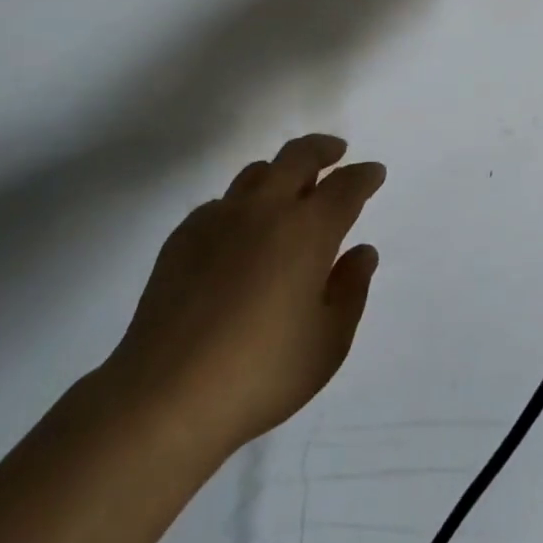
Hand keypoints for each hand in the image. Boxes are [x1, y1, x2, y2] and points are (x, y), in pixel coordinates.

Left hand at [105, 134, 384, 453]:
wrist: (167, 394)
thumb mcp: (328, 342)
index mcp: (307, 230)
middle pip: (298, 156)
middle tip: (336, 152)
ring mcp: (219, 217)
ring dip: (281, 171)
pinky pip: (222, 202)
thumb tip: (362, 251)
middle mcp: (265, 209)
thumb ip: (351, 289)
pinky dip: (243, 204)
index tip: (374, 172)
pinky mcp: (184, 234)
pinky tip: (241, 232)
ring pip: (257, 172)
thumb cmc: (262, 372)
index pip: (345, 186)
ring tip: (290, 187)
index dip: (364, 175)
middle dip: (323, 148)